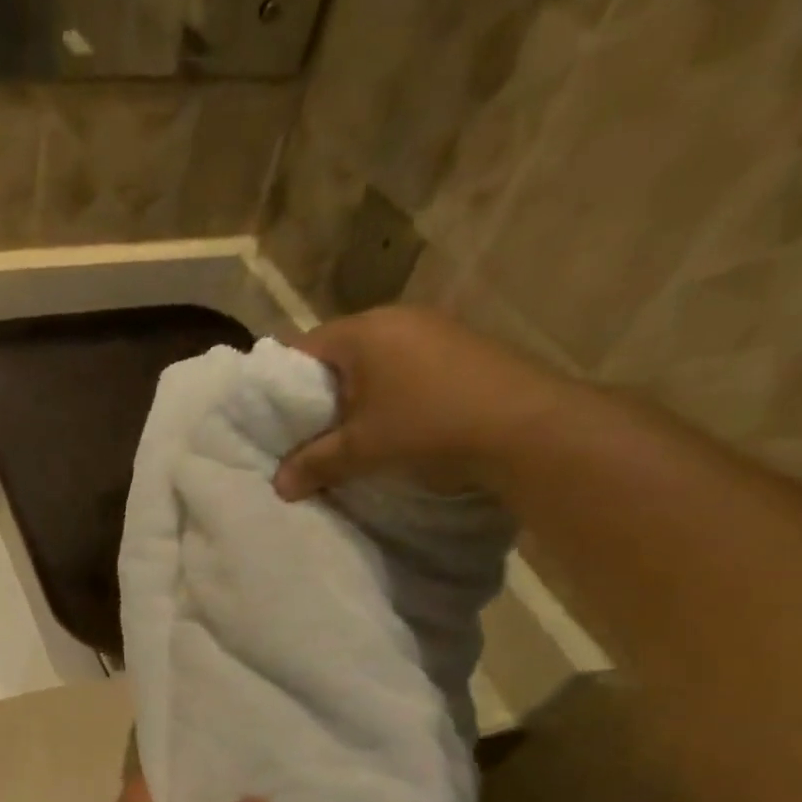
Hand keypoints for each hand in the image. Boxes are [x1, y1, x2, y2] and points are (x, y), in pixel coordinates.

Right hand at [274, 306, 576, 500]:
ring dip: (358, 396)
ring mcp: (435, 329)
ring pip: (374, 361)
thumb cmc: (427, 428)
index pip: (300, 347)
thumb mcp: (360, 452)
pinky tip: (395, 425)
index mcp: (363, 331)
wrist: (528, 428)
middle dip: (319, 392)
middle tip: (307, 433)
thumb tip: (279, 484)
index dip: (280, 384)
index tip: (274, 419)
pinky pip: (406, 367)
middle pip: (338, 353)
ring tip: (351, 435)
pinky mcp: (462, 348)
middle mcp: (397, 317)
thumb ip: (313, 464)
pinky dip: (391, 394)